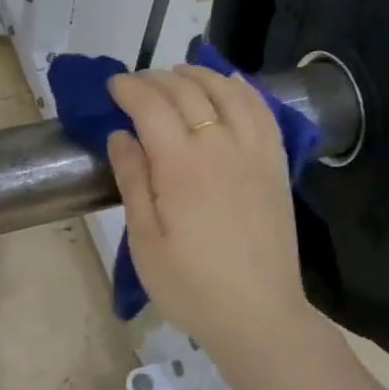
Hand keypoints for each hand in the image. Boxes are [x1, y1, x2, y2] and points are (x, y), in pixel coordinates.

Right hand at [107, 66, 314, 359]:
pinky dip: (242, 89)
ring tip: (178, 74)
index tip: (112, 87)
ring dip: (200, 74)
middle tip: (136, 85)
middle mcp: (221, 146)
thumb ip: (133, 180)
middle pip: (188, 91)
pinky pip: (262, 111)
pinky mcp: (276, 165)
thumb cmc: (190, 285)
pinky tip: (230, 84)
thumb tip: (120, 134)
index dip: (129, 88)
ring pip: (228, 91)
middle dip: (157, 79)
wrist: (258, 316)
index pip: (151, 106)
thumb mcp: (145, 240)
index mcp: (181, 166)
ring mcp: (255, 153)